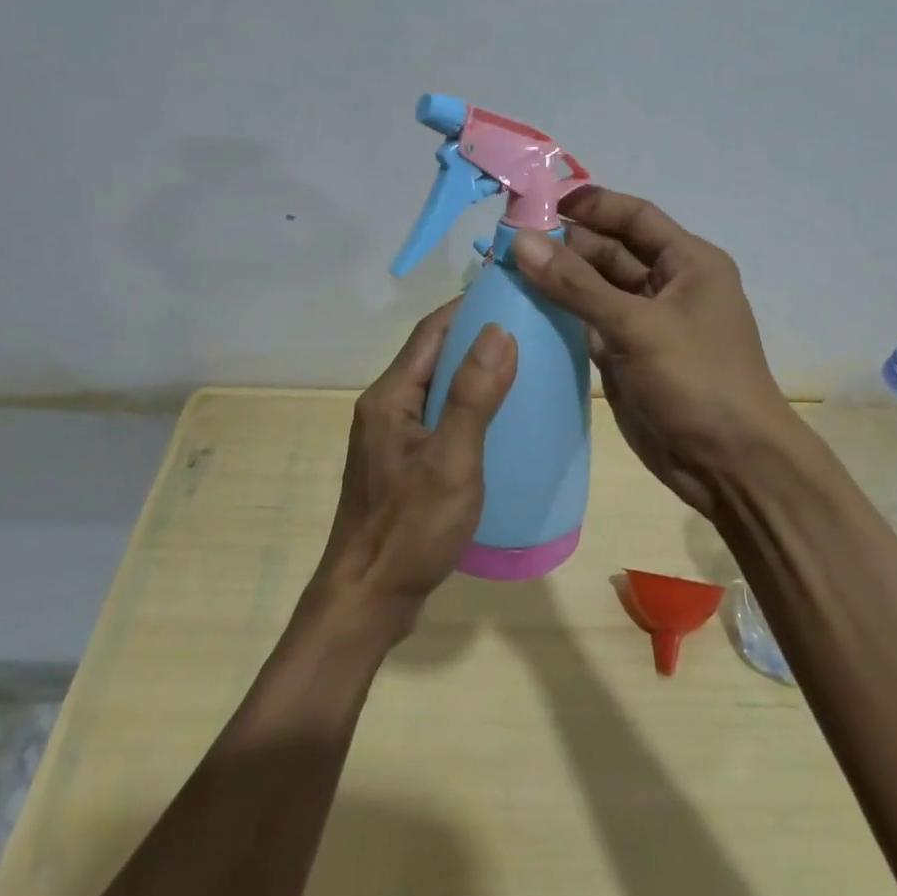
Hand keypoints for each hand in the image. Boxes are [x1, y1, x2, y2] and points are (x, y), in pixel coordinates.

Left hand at [312, 301, 517, 639]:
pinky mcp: (400, 464)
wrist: (366, 600)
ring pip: (436, 387)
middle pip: (433, 355)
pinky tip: (498, 421)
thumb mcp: (452, 459)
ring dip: (474, 371)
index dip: (469, 306)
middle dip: (477, 336)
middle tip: (529, 330)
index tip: (513, 295)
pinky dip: (467, 406)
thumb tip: (500, 329)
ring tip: (523, 369)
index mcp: (390, 395)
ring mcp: (390, 437)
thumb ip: (474, 395)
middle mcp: (385, 407)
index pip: (432, 330)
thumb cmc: (410, 528)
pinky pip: (438, 417)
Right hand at [510, 188, 797, 515]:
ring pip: (593, 288)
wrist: (729, 466)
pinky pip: (587, 322)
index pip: (634, 216)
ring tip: (503, 269)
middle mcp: (666, 284)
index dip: (589, 204)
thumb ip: (577, 285)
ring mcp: (644, 322)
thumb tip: (521, 242)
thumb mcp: (638, 326)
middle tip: (505, 242)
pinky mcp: (625, 355)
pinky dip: (560, 314)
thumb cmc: (696, 381)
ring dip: (556, 279)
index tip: (537, 203)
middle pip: (608, 251)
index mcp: (687, 262)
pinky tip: (522, 307)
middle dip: (563, 244)